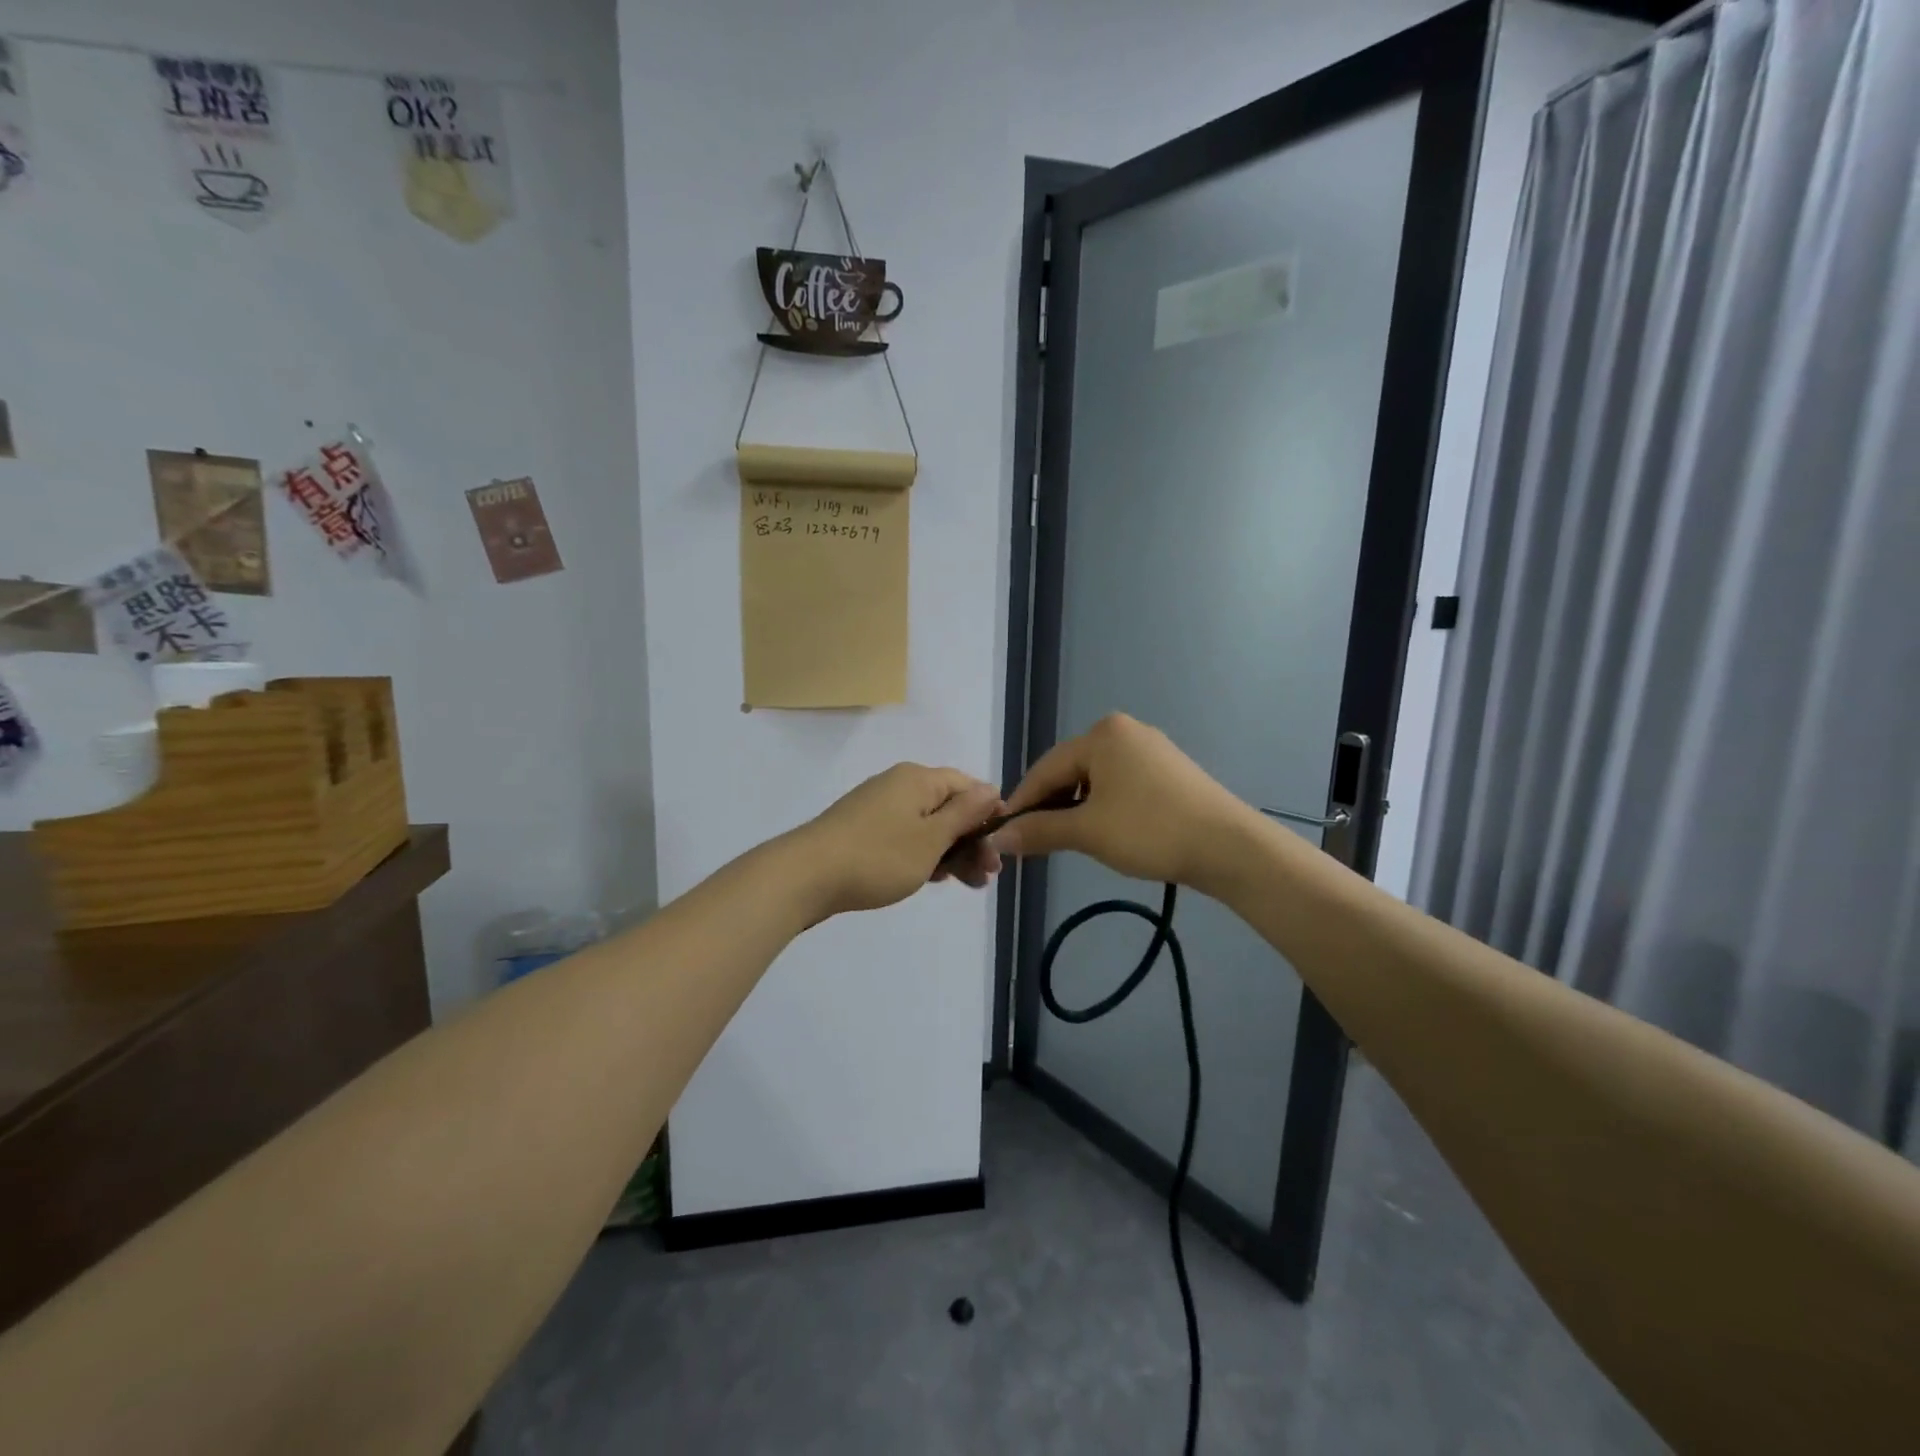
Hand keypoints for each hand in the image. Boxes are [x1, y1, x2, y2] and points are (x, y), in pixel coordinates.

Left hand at [792, 764, 1003, 917]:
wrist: (806, 876)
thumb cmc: (879, 856)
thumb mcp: (931, 838)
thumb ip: (964, 814)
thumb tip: (990, 789)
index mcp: (918, 779)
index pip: (966, 785)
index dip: (988, 811)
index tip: (1001, 844)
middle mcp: (898, 785)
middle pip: (948, 807)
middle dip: (972, 840)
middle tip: (988, 875)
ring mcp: (877, 808)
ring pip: (927, 826)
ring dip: (950, 852)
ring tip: (968, 884)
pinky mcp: (862, 831)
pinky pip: (905, 837)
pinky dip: (923, 855)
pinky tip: (932, 879)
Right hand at [993, 714, 1258, 892]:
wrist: (1228, 847)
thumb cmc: (1150, 830)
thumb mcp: (1087, 831)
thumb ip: (1039, 830)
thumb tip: (998, 838)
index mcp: (1102, 734)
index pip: (1045, 769)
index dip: (1022, 803)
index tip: (1003, 834)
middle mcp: (1124, 731)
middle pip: (1070, 770)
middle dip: (1049, 806)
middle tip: (1032, 842)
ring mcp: (1150, 749)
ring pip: (1095, 779)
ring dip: (1075, 809)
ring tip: (1064, 840)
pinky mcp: (1169, 770)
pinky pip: (1120, 784)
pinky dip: (1102, 807)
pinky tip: (1101, 830)